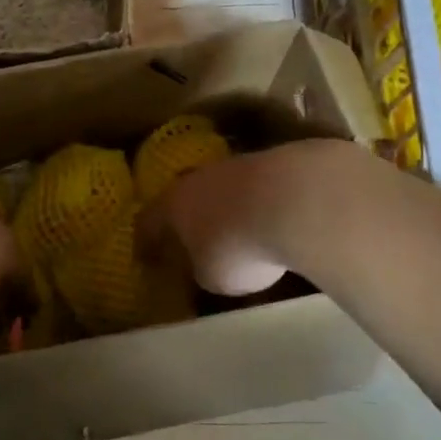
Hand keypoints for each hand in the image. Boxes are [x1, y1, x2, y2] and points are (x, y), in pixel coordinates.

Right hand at [143, 141, 342, 297]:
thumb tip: (206, 264)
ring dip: (227, 211)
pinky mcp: (274, 163)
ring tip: (237, 233)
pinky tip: (272, 224)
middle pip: (187, 199)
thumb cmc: (236, 246)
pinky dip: (259, 207)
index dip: (147, 242)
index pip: (149, 222)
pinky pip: (257, 191)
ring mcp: (237, 166)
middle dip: (189, 220)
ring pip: (224, 191)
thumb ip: (203, 269)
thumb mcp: (212, 276)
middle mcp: (199, 179)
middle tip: (190, 240)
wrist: (294, 200)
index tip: (146, 257)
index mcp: (173, 204)